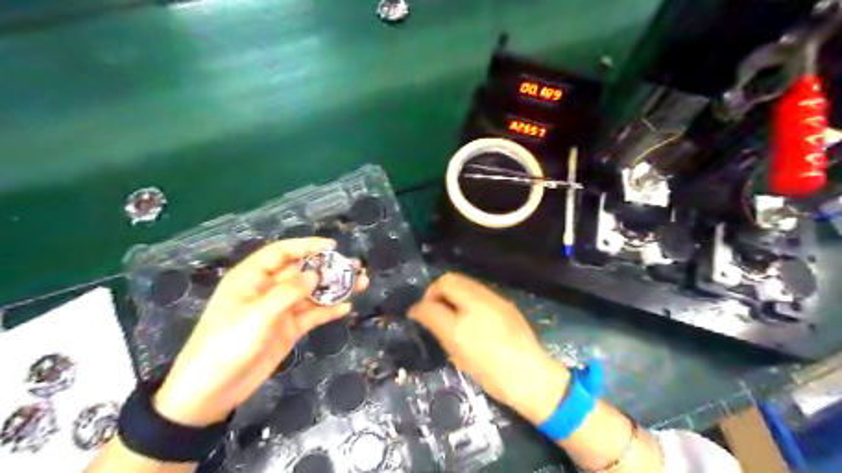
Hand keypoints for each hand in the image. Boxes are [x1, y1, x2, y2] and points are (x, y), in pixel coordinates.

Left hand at [154, 238, 367, 427]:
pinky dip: (328, 310)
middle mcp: (267, 290)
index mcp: (252, 278)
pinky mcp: (287, 330)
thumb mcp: (257, 315)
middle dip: (328, 268)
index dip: (306, 245)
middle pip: (302, 273)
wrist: (212, 391)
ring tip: (360, 283)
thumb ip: (288, 292)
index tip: (332, 246)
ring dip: (334, 289)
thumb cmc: (227, 344)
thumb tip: (315, 274)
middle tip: (355, 266)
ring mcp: (279, 311)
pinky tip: (346, 307)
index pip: (282, 253)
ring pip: (311, 294)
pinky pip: (311, 315)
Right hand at [409, 273, 567, 425]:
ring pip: (465, 283)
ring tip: (449, 313)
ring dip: (451, 293)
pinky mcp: (505, 304)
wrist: (531, 377)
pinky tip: (469, 316)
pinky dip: (466, 297)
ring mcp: (495, 299)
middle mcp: (480, 299)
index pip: (435, 295)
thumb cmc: (491, 371)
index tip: (416, 315)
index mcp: (466, 313)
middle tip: (432, 310)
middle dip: (435, 292)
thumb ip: (436, 326)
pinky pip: (478, 291)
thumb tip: (420, 312)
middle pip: (450, 279)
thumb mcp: (458, 353)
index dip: (421, 304)